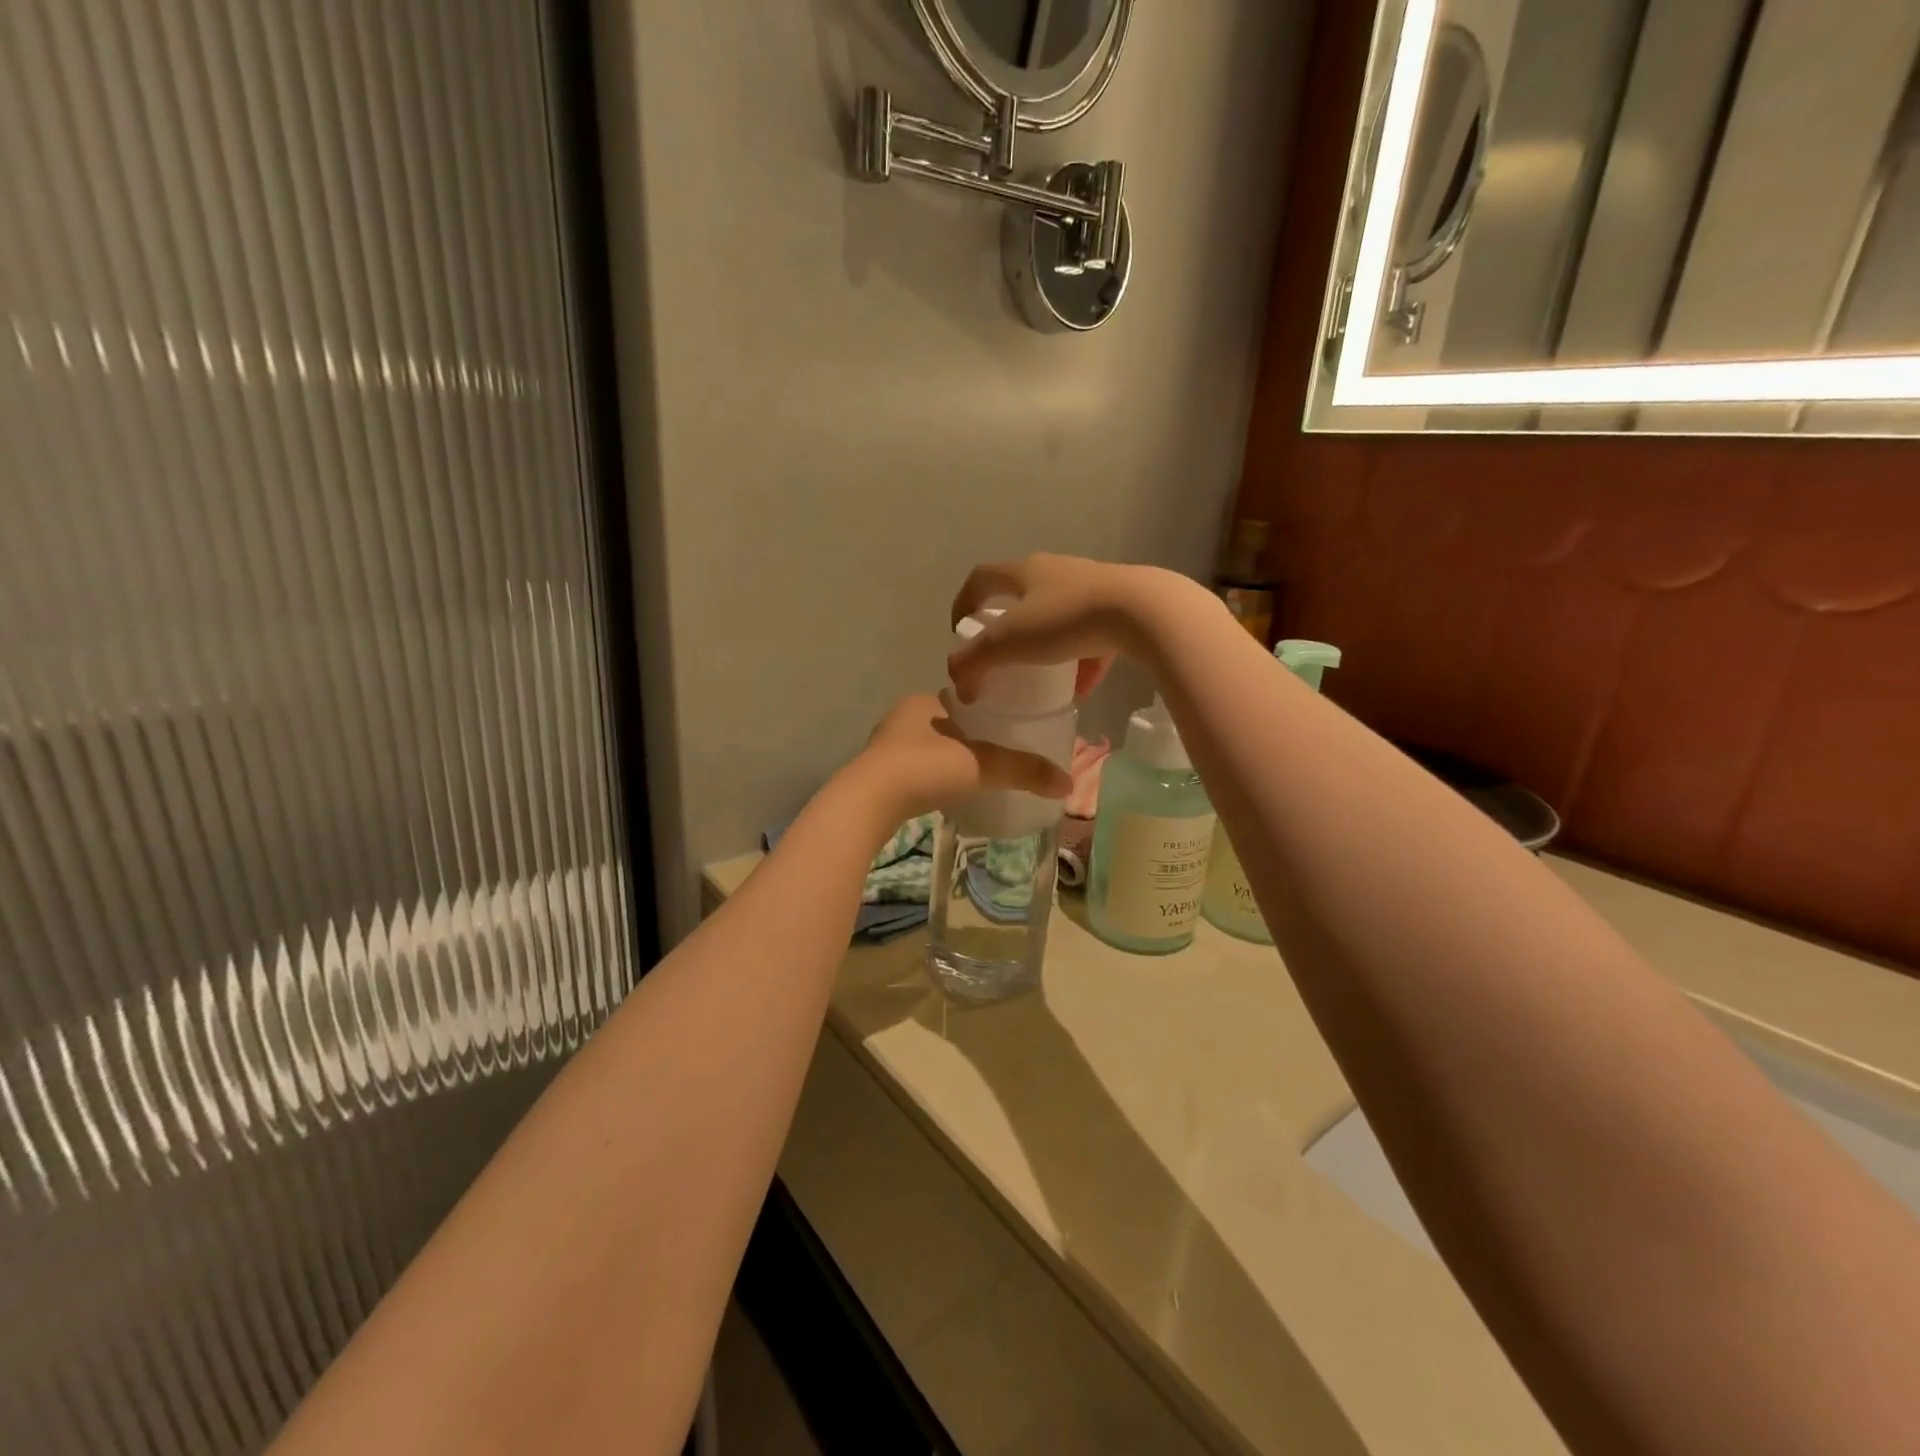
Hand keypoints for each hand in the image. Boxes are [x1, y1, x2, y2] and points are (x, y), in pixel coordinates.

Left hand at [840, 693, 1071, 831]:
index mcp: (924, 701)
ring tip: (976, 776)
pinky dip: (931, 778)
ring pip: (927, 748)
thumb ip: (1023, 770)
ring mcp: (884, 747)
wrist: (869, 802)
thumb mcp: (982, 765)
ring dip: (947, 759)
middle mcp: (901, 718)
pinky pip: (913, 771)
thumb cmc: (925, 768)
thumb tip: (1067, 782)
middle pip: (946, 725)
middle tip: (997, 756)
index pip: (963, 700)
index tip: (1008, 728)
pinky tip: (945, 792)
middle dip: (968, 738)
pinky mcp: (876, 776)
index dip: (986, 712)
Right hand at [946, 554, 1201, 703]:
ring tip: (1041, 676)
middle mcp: (1056, 570)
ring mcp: (1091, 587)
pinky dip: (1081, 660)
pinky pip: (1092, 636)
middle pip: (1021, 594)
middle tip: (1000, 655)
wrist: (1142, 611)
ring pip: (1059, 615)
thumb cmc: (1065, 619)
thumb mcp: (1008, 643)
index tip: (959, 632)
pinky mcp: (1120, 607)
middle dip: (1007, 625)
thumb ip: (974, 663)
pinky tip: (1082, 688)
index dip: (963, 602)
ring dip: (1046, 645)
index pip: (981, 578)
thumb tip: (960, 686)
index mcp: (1024, 571)